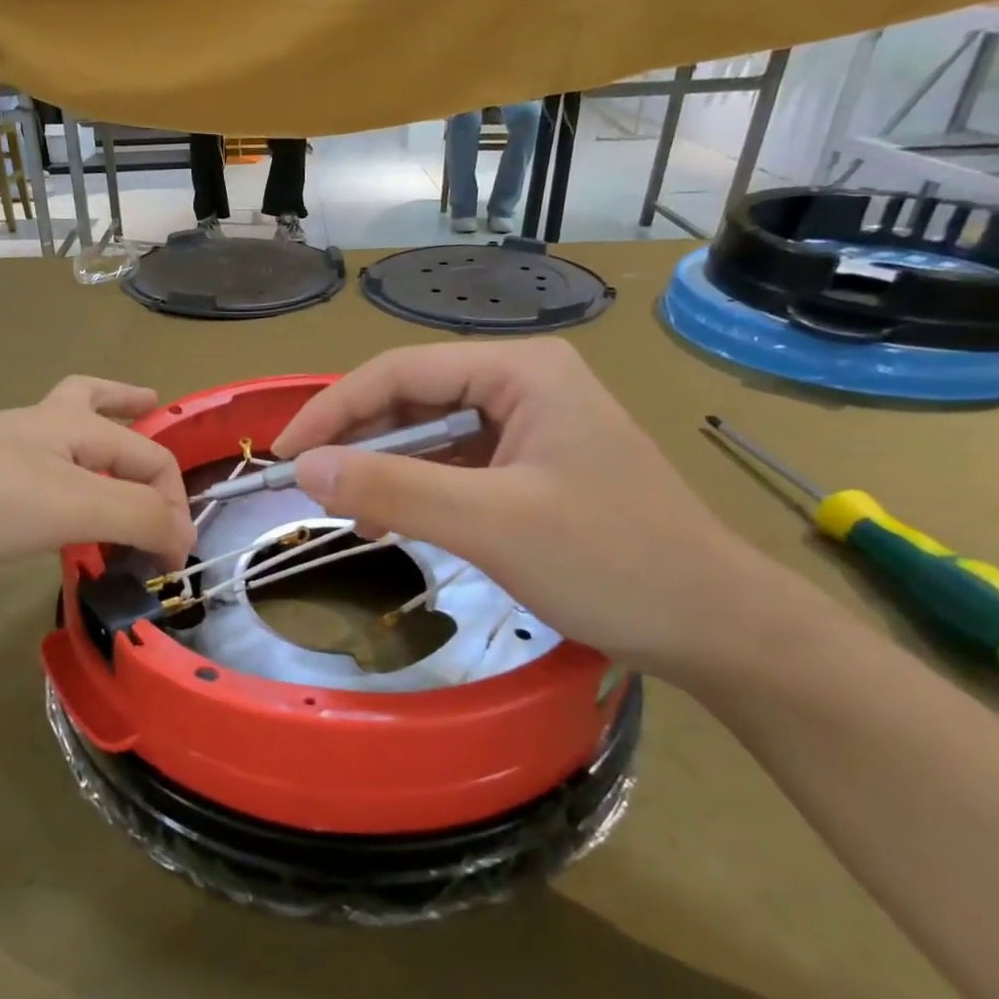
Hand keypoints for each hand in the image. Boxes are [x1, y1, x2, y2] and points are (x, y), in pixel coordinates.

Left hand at [0, 377, 192, 601]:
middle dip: (128, 407)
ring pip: (63, 452)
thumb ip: (137, 517)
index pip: (149, 454)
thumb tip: (183, 539)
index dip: (173, 501)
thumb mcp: (73, 504)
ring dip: (96, 457)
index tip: (175, 556)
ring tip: (117, 477)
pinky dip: (62, 505)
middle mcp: (40, 434)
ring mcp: (2, 465)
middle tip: (152, 408)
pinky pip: (35, 495)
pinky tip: (62, 529)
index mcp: (71, 424)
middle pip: (94, 405)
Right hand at [272, 341, 788, 676]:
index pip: (401, 372)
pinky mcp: (531, 470)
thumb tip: (304, 469)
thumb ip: (393, 490)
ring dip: (383, 470)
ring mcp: (529, 428)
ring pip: (430, 436)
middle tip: (307, 488)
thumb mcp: (491, 524)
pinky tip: (390, 524)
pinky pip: (454, 468)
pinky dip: (415, 492)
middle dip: (356, 441)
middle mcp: (523, 385)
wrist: (714, 626)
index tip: (283, 455)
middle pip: (413, 398)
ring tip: (347, 515)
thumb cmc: (612, 562)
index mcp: (520, 372)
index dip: (333, 410)